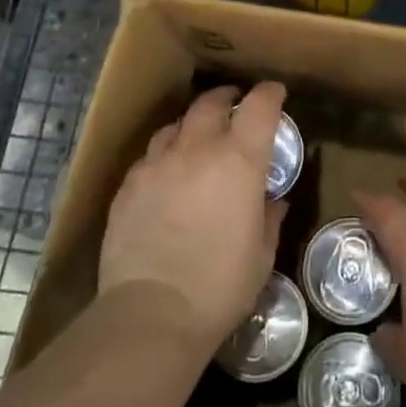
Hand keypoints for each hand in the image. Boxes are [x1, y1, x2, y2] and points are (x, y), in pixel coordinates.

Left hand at [98, 82, 286, 357]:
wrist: (152, 313)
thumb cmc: (220, 286)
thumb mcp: (261, 255)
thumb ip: (270, 218)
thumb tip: (275, 200)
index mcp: (239, 161)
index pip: (259, 107)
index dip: (270, 94)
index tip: (276, 93)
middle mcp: (198, 149)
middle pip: (211, 103)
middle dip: (226, 97)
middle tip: (233, 104)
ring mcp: (158, 163)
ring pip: (176, 125)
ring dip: (192, 125)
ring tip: (197, 138)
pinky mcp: (129, 184)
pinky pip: (150, 155)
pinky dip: (165, 155)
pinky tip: (166, 175)